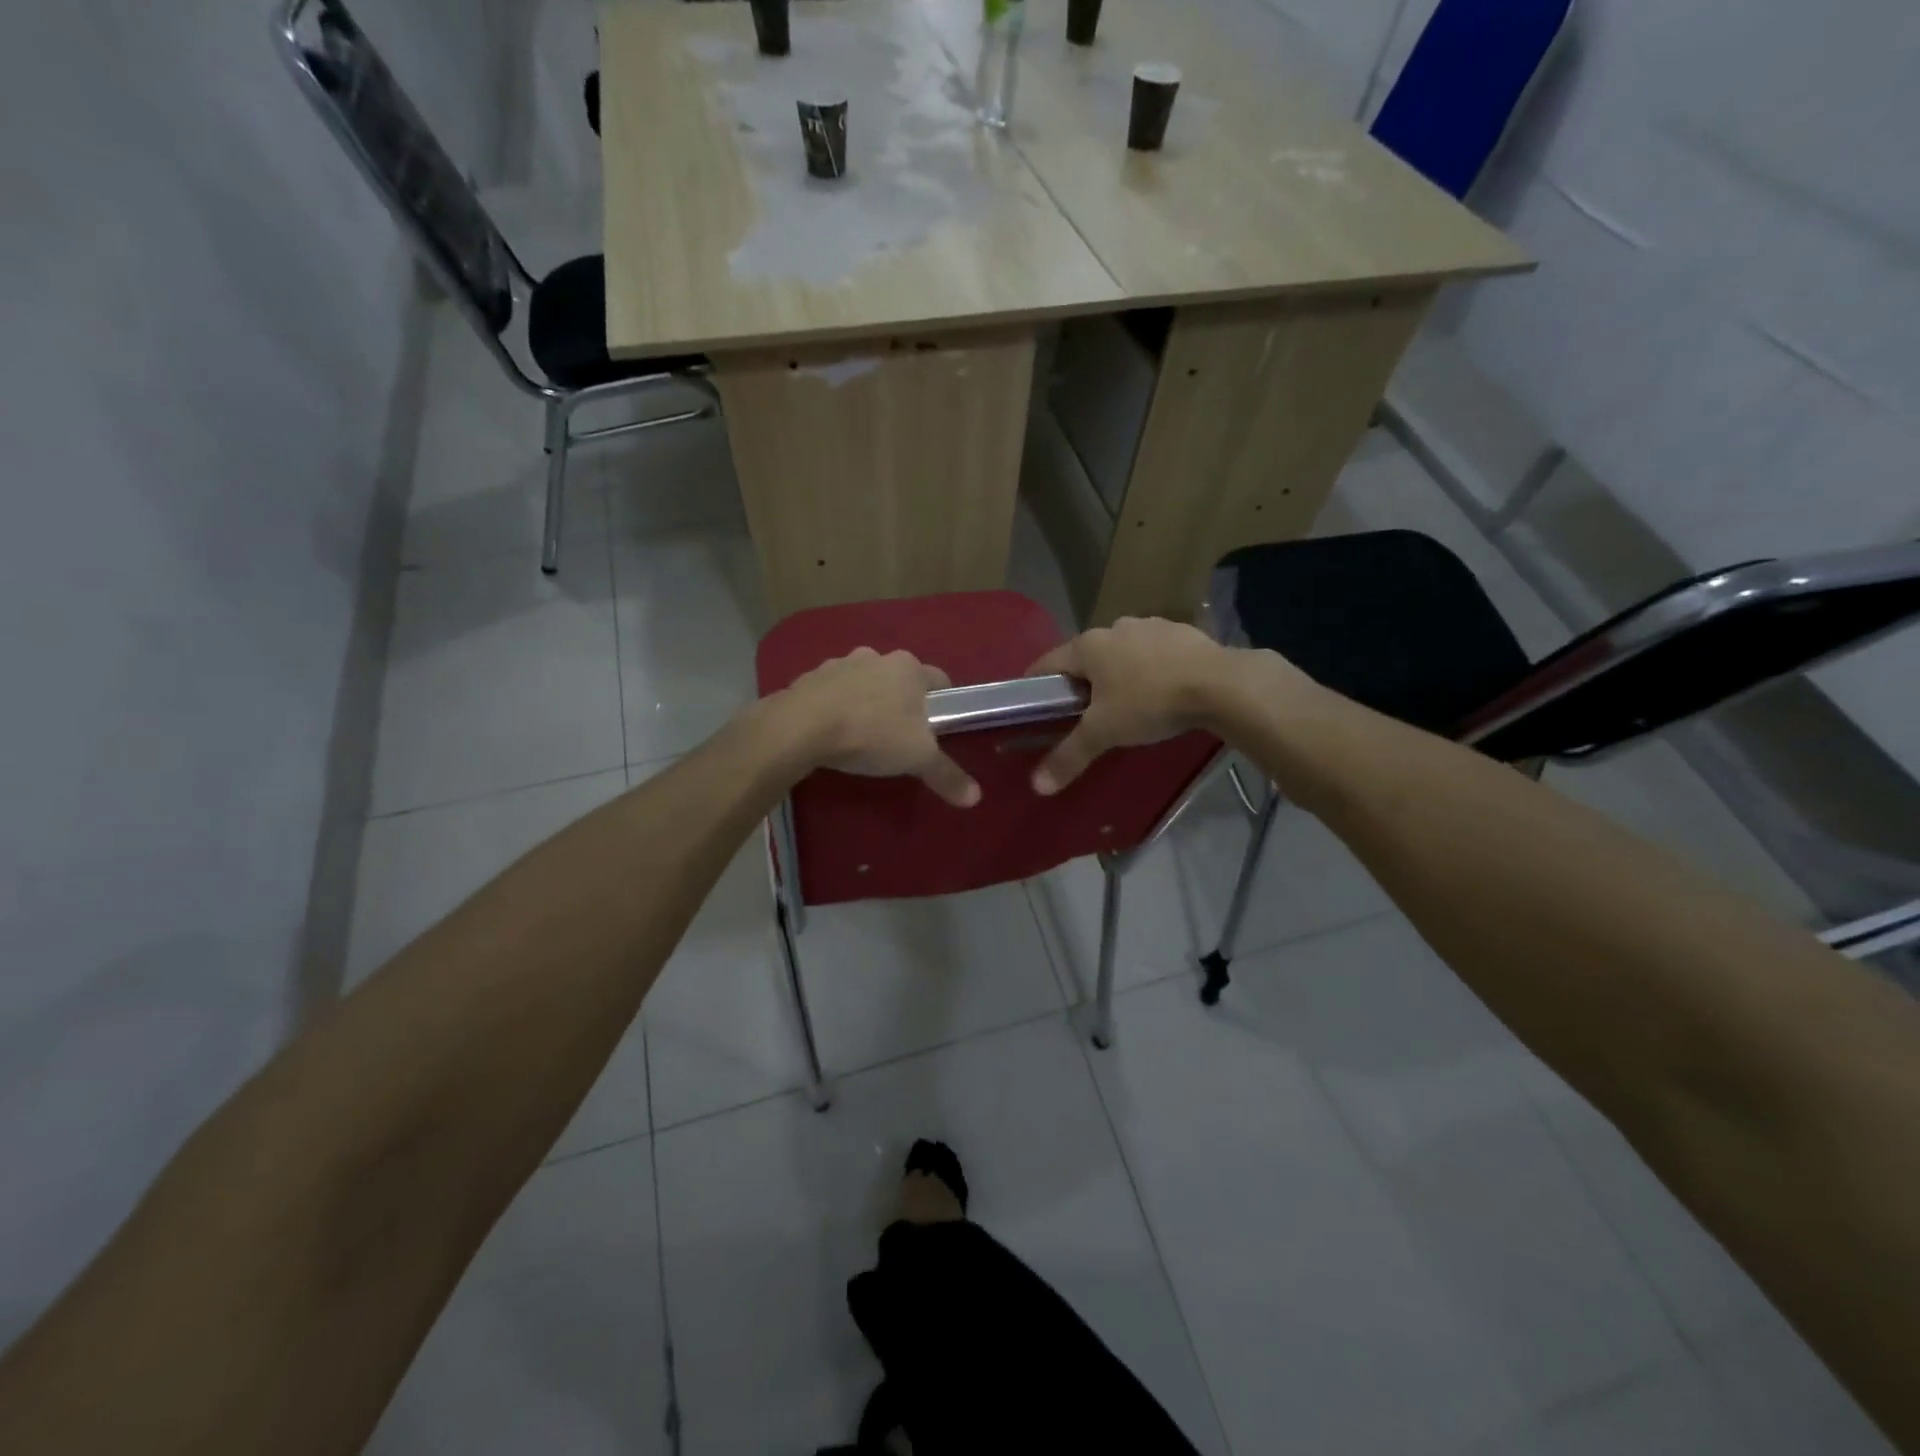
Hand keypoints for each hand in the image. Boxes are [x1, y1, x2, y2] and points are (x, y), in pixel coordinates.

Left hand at [773, 647, 980, 807]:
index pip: (940, 680)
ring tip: (863, 736)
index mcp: (909, 668)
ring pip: (864, 683)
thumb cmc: (872, 734)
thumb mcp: (918, 759)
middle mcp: (876, 657)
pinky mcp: (809, 678)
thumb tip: (976, 798)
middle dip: (901, 704)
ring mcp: (840, 664)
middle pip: (899, 680)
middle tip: (901, 737)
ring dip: (866, 702)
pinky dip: (836, 707)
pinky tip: (832, 733)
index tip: (939, 728)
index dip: (944, 704)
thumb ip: (947, 775)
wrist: (802, 727)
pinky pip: (832, 692)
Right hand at [1024, 618, 1239, 794]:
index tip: (1032, 707)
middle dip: (1081, 683)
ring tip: (1125, 705)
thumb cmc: (1149, 702)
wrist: (1221, 685)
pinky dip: (1150, 669)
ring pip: (1122, 653)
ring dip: (1118, 674)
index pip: (1047, 663)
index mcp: (1088, 646)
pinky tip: (1161, 692)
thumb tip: (1037, 786)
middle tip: (1082, 715)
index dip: (1035, 686)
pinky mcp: (1182, 633)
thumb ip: (1069, 756)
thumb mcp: (1104, 733)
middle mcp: (1115, 628)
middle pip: (1086, 658)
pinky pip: (1154, 653)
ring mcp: (1151, 626)